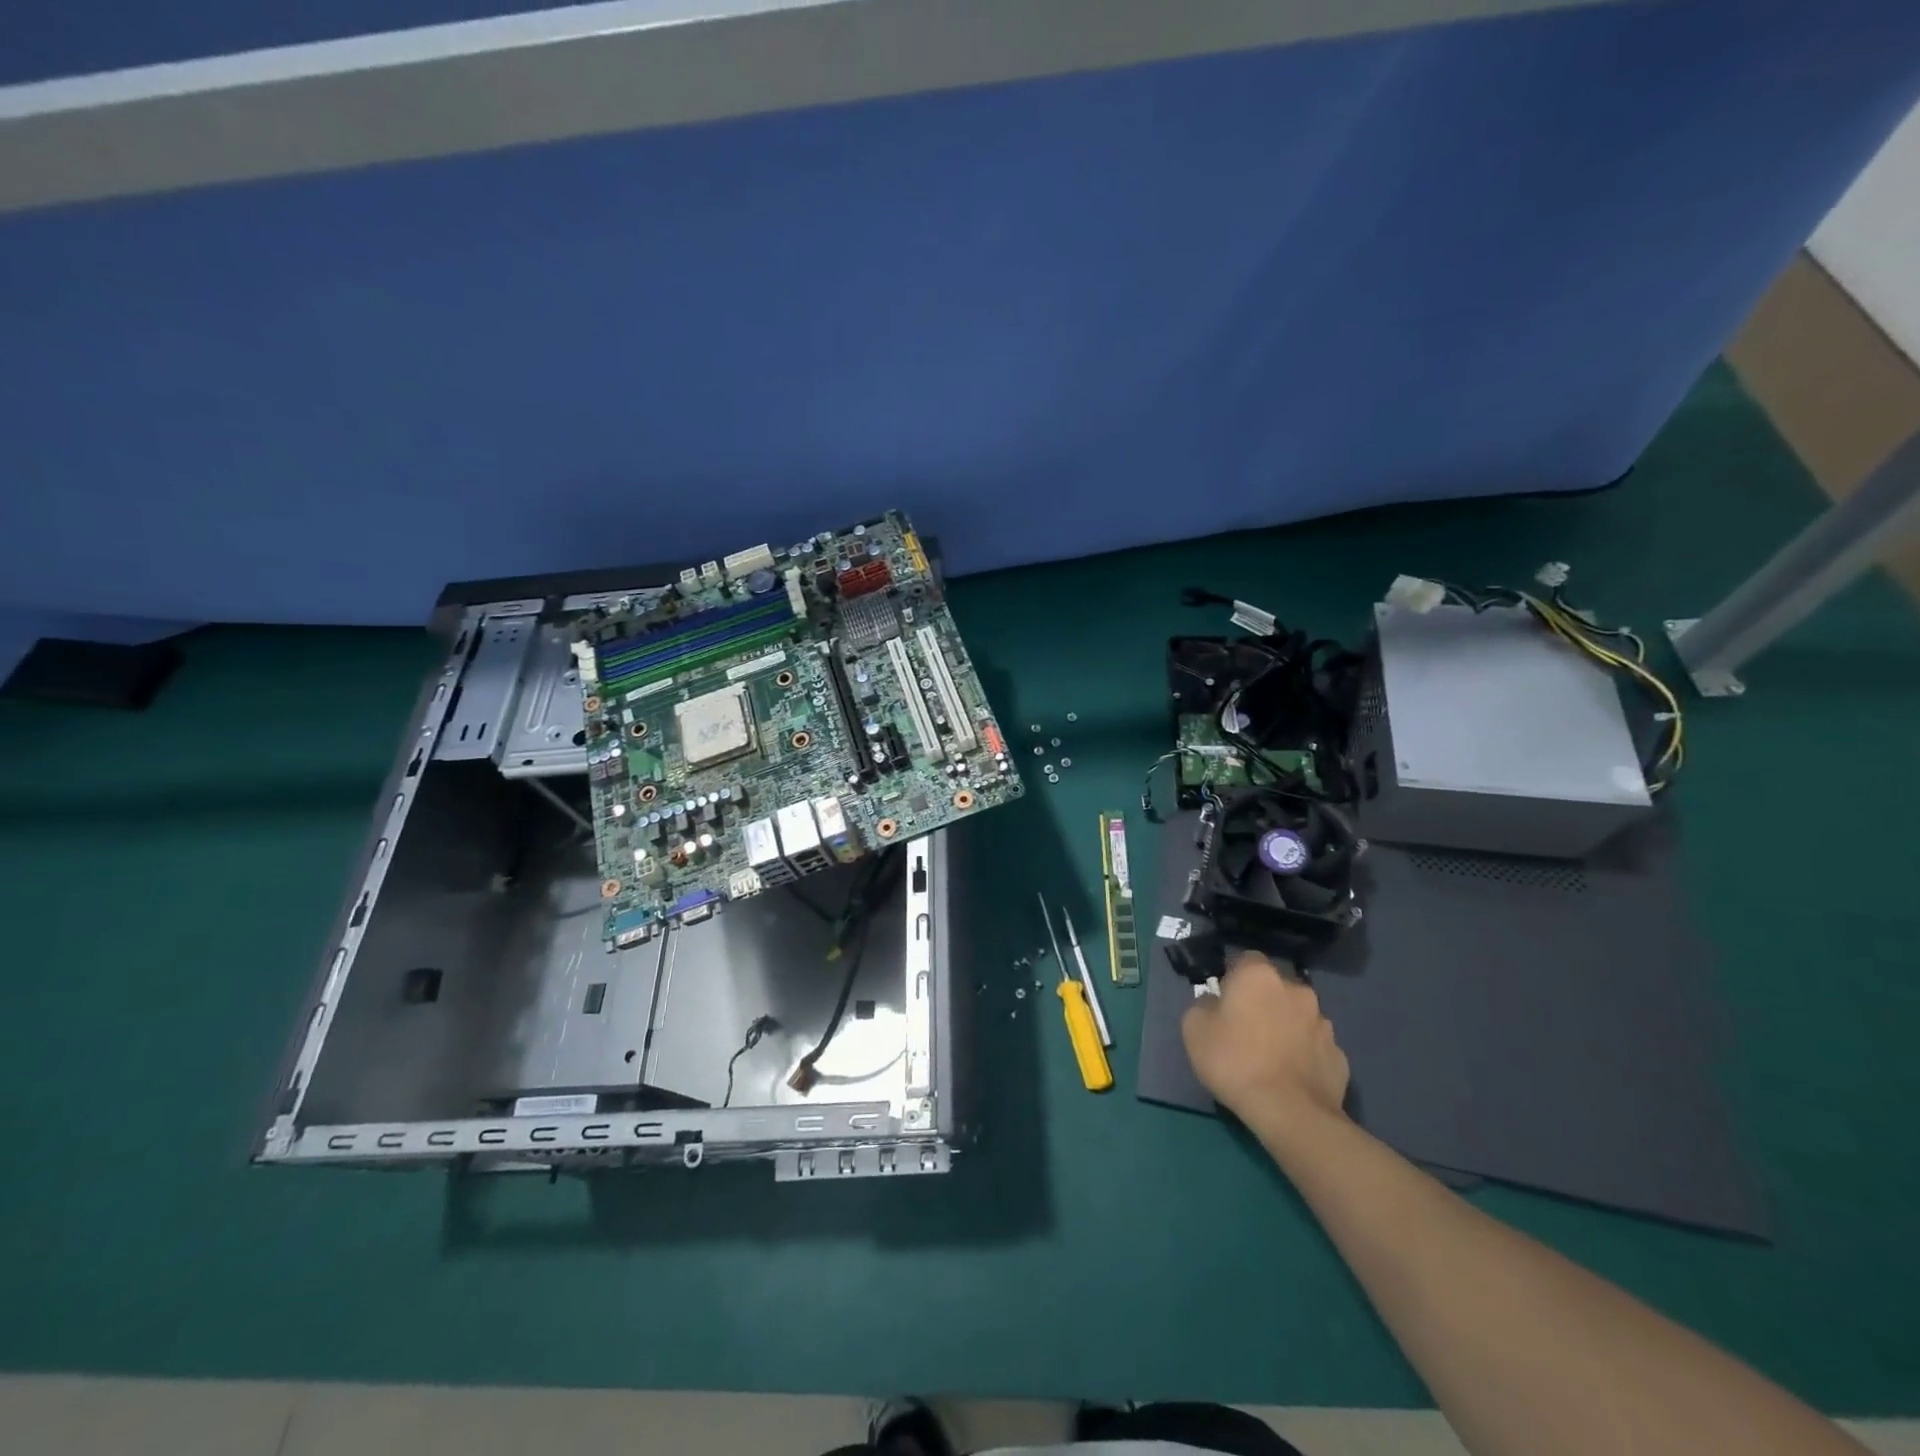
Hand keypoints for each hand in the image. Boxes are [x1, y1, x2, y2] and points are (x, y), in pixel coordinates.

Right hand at [1182, 950, 1349, 1122]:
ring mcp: (1323, 1023)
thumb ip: (1203, 1005)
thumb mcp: (1194, 1028)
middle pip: (1275, 987)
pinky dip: (1304, 1055)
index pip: (1245, 960)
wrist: (1290, 1113)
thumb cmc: (1234, 1061)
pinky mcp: (1339, 1055)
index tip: (1224, 1001)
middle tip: (1245, 1029)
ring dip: (1286, 1027)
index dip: (1233, 978)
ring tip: (1271, 1057)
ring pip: (1298, 1016)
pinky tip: (1291, 1077)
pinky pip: (1314, 1047)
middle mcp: (1297, 989)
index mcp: (1259, 976)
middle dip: (1263, 1001)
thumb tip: (1215, 1003)